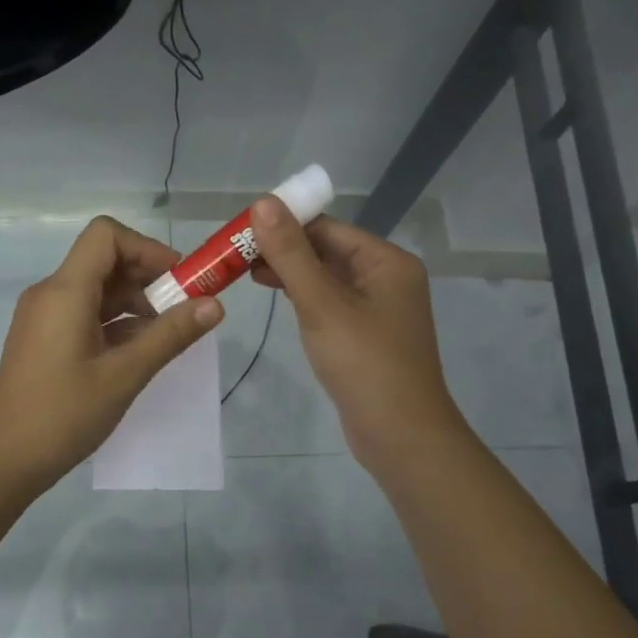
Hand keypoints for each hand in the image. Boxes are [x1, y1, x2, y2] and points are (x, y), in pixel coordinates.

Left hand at [0, 216, 223, 493]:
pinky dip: (115, 322)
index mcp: (65, 291)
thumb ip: (170, 335)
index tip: (178, 281)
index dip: (147, 248)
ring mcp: (45, 316)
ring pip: (97, 289)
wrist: (4, 460)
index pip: (106, 235)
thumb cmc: (63, 415)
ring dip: (135, 302)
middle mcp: (50, 293)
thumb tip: (215, 305)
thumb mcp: (125, 375)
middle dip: (148, 277)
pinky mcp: (44, 338)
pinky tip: (139, 351)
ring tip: (166, 335)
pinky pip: (85, 312)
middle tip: (184, 310)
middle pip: (104, 260)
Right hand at [249, 198, 464, 472]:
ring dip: (290, 272)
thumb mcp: (321, 304)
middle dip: (283, 250)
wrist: (401, 436)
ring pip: (326, 278)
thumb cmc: (364, 363)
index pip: (327, 228)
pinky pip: (330, 302)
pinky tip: (277, 299)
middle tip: (236, 255)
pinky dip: (304, 297)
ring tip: (246, 274)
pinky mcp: (366, 334)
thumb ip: (290, 253)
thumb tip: (263, 202)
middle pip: (327, 250)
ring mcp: (378, 308)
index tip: (241, 232)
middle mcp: (387, 278)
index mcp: (386, 262)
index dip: (284, 225)